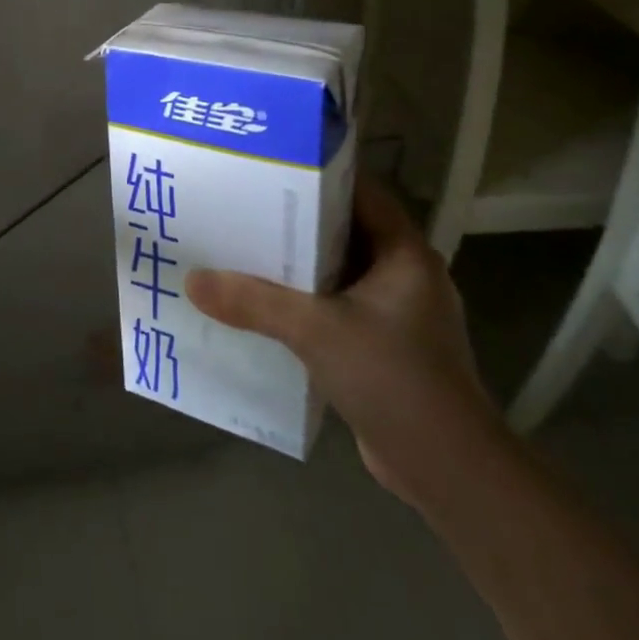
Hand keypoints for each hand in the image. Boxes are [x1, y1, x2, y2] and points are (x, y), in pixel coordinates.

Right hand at [186, 177, 498, 506]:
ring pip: (337, 273)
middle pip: (344, 231)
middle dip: (295, 223)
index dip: (317, 176)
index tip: (267, 169)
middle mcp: (405, 275)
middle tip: (241, 209)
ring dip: (296, 268)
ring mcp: (397, 314)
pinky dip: (304, 304)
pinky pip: (336, 309)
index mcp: (405, 253)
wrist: (446, 470)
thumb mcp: (316, 331)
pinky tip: (263, 308)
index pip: (361, 192)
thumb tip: (192, 280)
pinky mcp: (384, 347)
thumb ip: (254, 302)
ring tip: (242, 253)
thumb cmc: (393, 378)